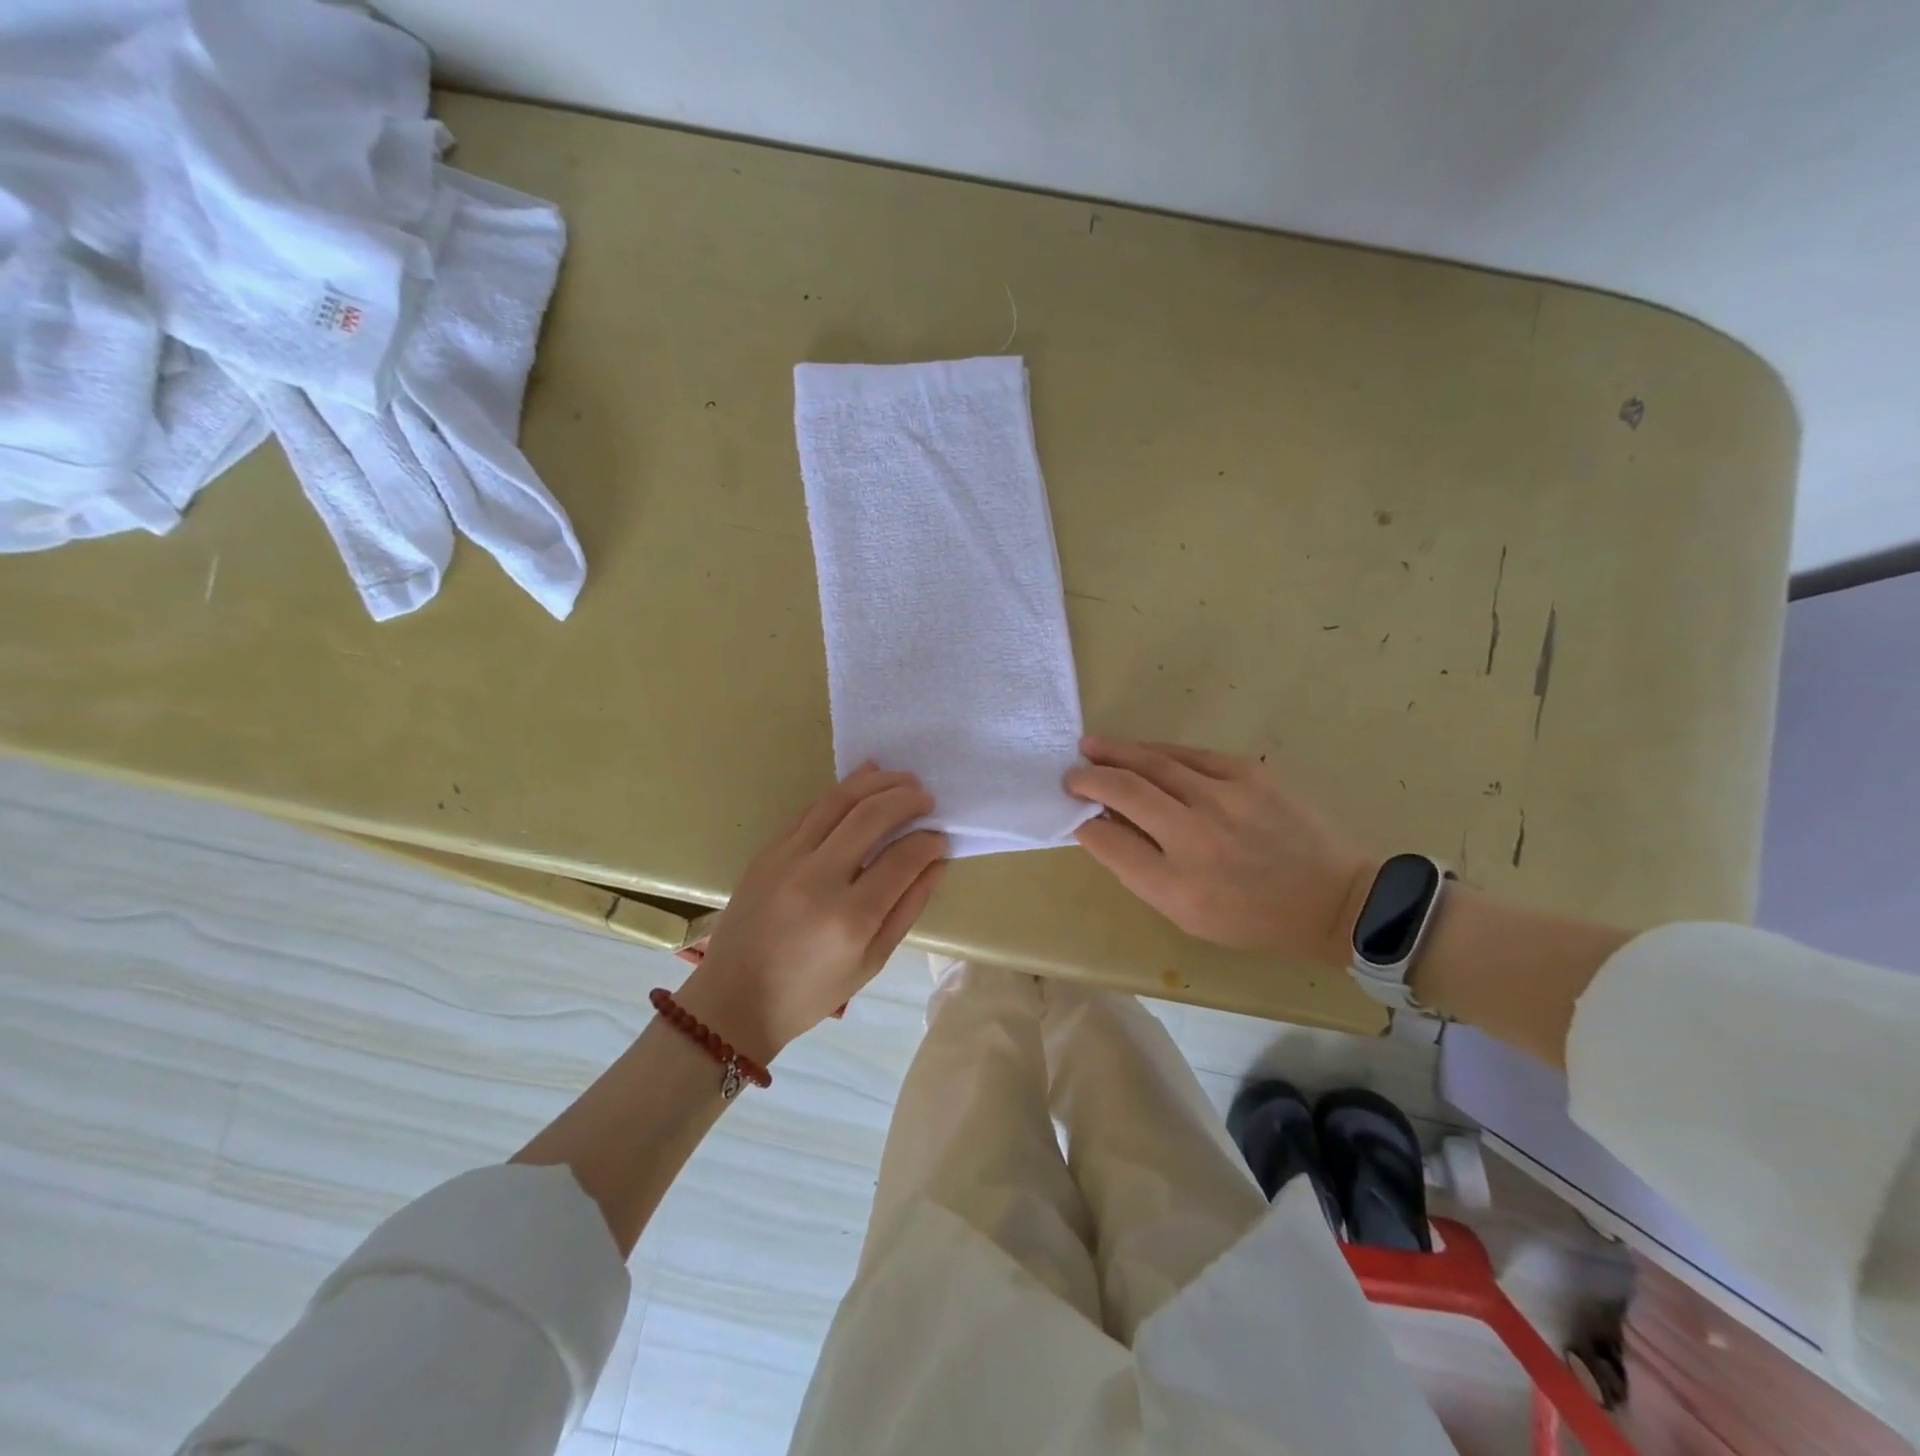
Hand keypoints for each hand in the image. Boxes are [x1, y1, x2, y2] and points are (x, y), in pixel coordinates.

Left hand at [677, 765, 946, 1061]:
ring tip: (902, 779)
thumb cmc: (810, 992)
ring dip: (876, 782)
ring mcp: (786, 859)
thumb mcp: (872, 961)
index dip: (928, 842)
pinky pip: (811, 809)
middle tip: (927, 798)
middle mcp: (817, 879)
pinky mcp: (768, 850)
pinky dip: (842, 790)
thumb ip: (908, 907)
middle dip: (906, 799)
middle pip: (870, 816)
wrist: (734, 998)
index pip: (901, 859)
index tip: (940, 837)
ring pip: (837, 800)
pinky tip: (865, 779)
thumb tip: (935, 861)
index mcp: (849, 918)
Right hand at [1065, 736, 1370, 966]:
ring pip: (1156, 761)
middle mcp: (1197, 833)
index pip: (1110, 837)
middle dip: (1092, 775)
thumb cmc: (1250, 915)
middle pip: (1128, 788)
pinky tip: (1142, 750)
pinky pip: (1189, 754)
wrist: (1331, 897)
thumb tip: (1098, 824)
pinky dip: (1157, 751)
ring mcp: (1226, 796)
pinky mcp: (1249, 772)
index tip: (1071, 806)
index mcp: (1178, 880)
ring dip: (1118, 752)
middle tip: (1071, 770)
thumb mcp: (1184, 911)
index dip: (1083, 817)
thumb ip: (1136, 867)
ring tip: (1092, 746)